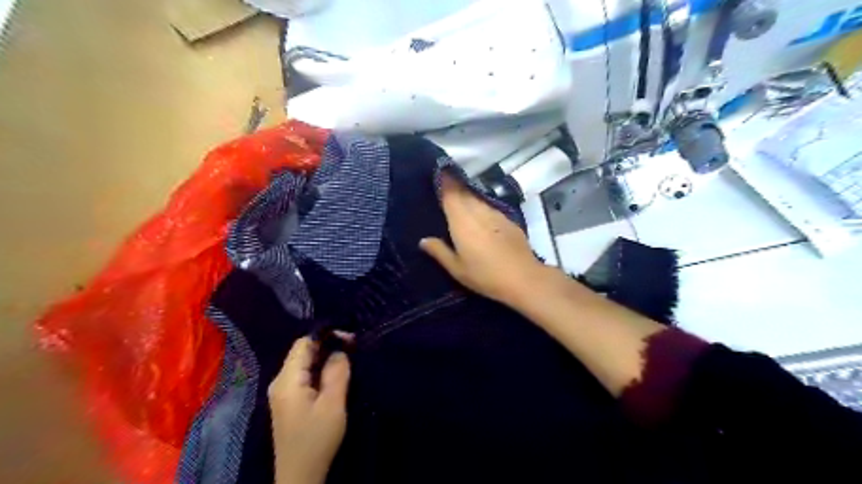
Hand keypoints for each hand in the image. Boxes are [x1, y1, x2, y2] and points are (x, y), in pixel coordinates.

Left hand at [268, 337, 350, 483]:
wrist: (299, 476)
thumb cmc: (316, 439)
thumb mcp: (332, 405)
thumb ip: (336, 373)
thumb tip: (341, 349)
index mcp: (287, 380)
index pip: (303, 343)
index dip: (327, 335)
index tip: (350, 338)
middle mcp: (280, 382)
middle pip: (302, 352)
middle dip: (327, 345)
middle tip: (353, 347)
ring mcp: (282, 392)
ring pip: (304, 364)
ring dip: (325, 358)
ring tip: (348, 359)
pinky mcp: (289, 402)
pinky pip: (304, 376)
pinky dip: (320, 371)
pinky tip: (334, 375)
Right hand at [420, 172, 544, 304]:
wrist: (523, 277)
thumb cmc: (485, 275)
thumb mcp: (457, 269)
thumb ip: (439, 251)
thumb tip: (423, 240)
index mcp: (461, 221)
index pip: (450, 193)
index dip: (444, 181)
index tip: (438, 172)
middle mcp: (478, 211)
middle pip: (463, 192)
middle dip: (454, 186)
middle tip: (444, 184)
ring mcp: (495, 213)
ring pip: (477, 198)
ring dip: (467, 196)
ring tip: (459, 198)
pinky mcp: (507, 220)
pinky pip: (489, 207)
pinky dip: (481, 206)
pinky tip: (479, 215)